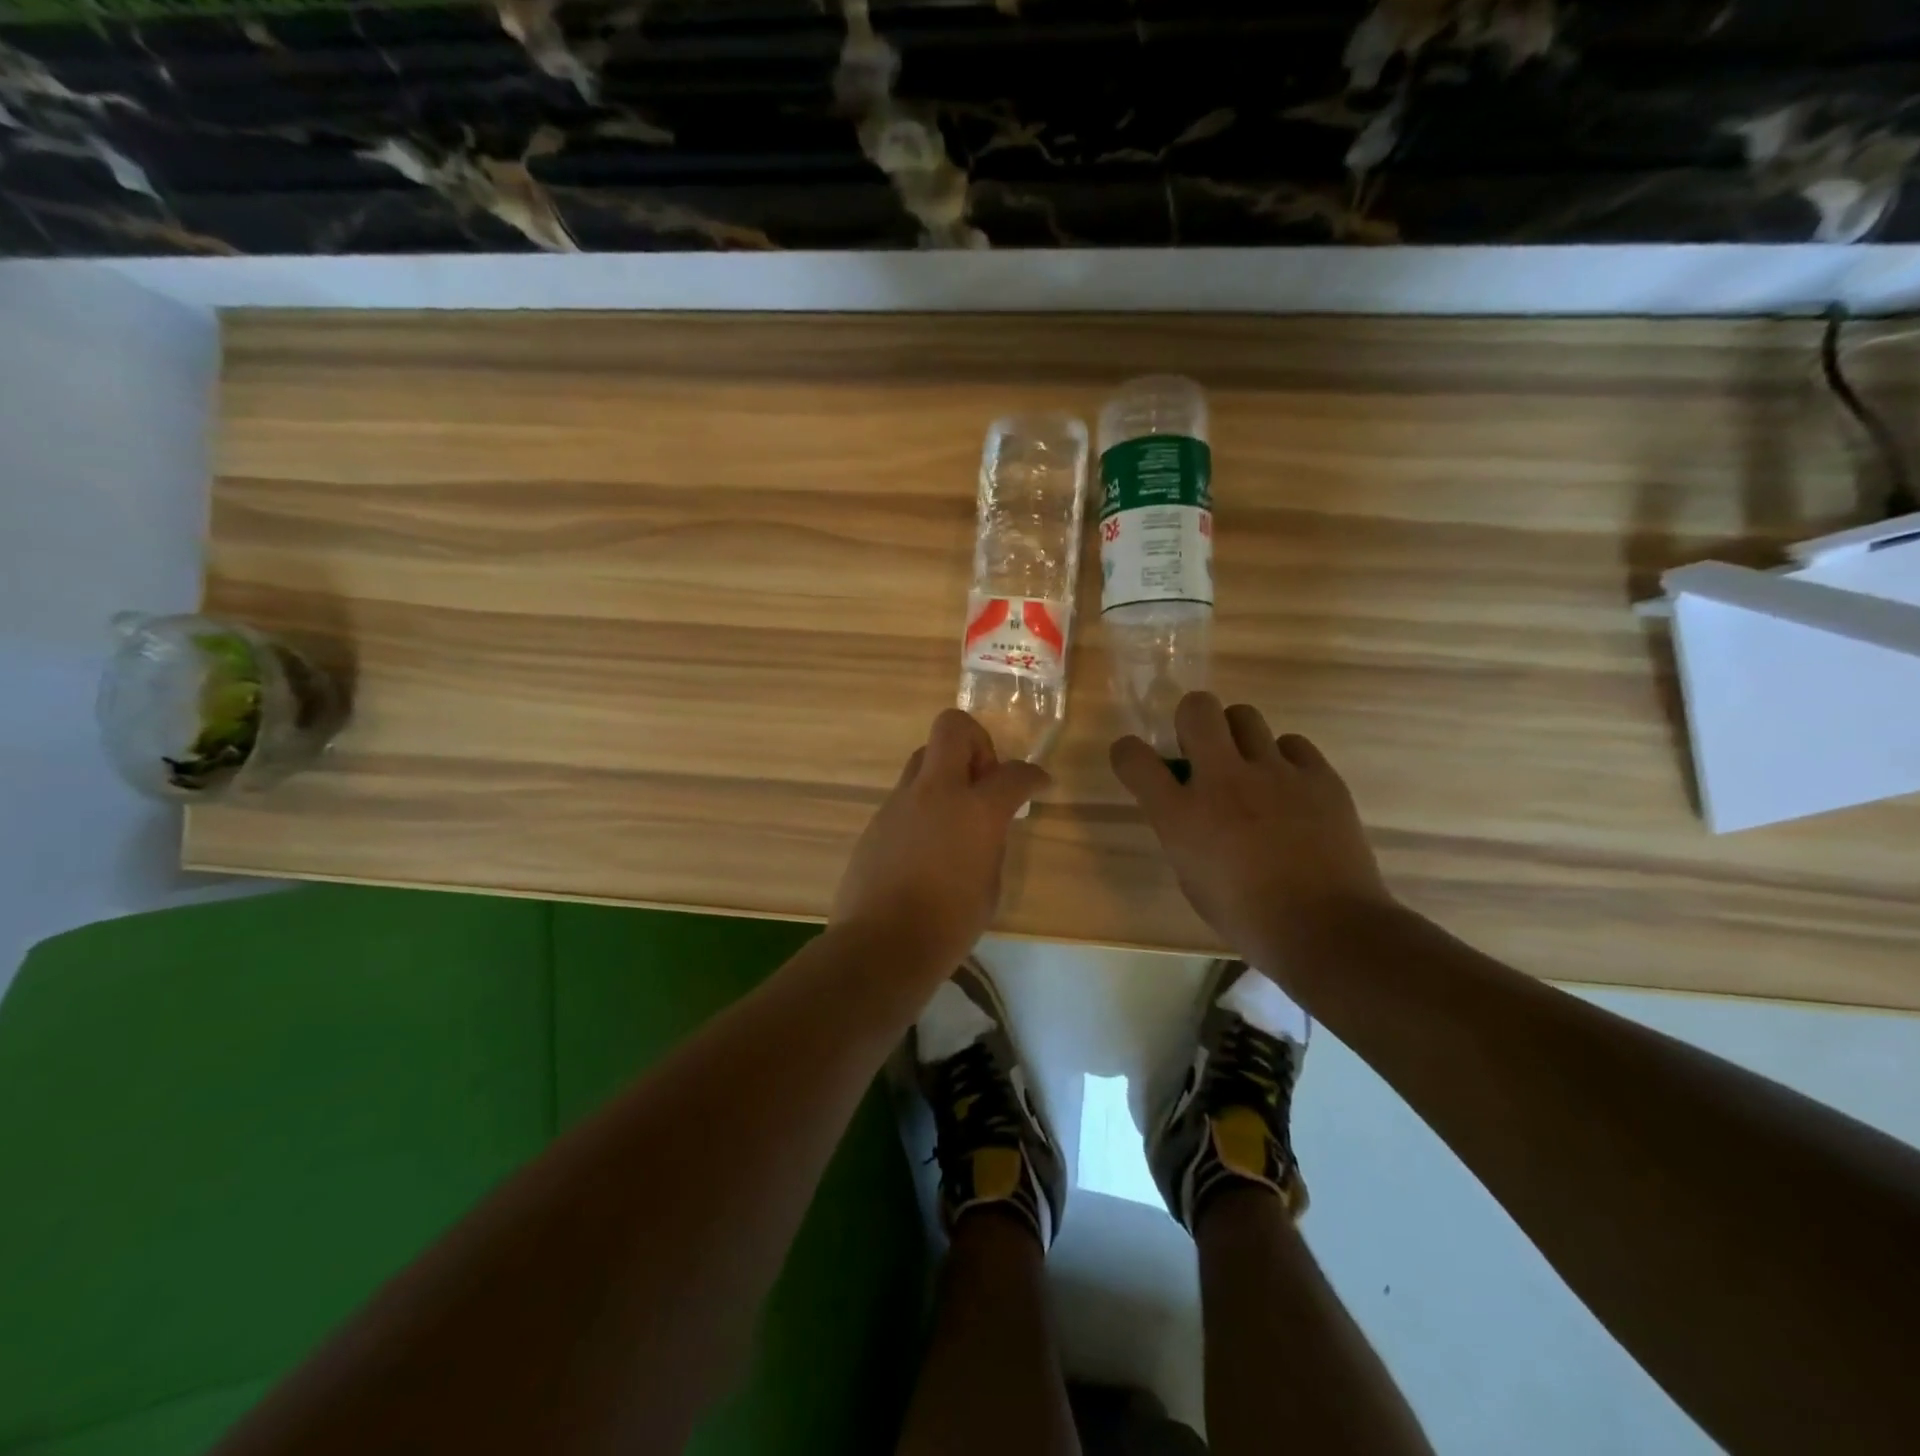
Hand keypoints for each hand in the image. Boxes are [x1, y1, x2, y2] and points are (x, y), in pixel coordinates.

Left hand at [832, 709, 1048, 969]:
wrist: (881, 945)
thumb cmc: (948, 924)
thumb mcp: (989, 885)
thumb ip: (991, 843)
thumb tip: (986, 828)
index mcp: (975, 810)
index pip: (1013, 773)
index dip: (1033, 775)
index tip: (1039, 784)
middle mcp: (936, 792)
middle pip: (953, 727)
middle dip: (976, 741)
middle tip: (983, 780)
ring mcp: (900, 802)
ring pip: (924, 758)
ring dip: (946, 772)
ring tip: (955, 814)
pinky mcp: (877, 820)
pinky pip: (906, 794)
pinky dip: (924, 804)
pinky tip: (927, 844)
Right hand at [1110, 693, 1392, 965]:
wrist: (1327, 931)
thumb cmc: (1248, 919)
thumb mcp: (1192, 879)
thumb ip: (1184, 834)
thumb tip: (1191, 813)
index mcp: (1181, 815)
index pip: (1133, 758)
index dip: (1128, 752)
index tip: (1137, 761)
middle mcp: (1221, 780)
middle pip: (1197, 709)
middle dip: (1191, 720)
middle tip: (1201, 749)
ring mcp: (1274, 772)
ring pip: (1245, 716)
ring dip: (1237, 736)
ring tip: (1250, 767)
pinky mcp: (1319, 776)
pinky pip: (1293, 744)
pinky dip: (1284, 759)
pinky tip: (1290, 788)